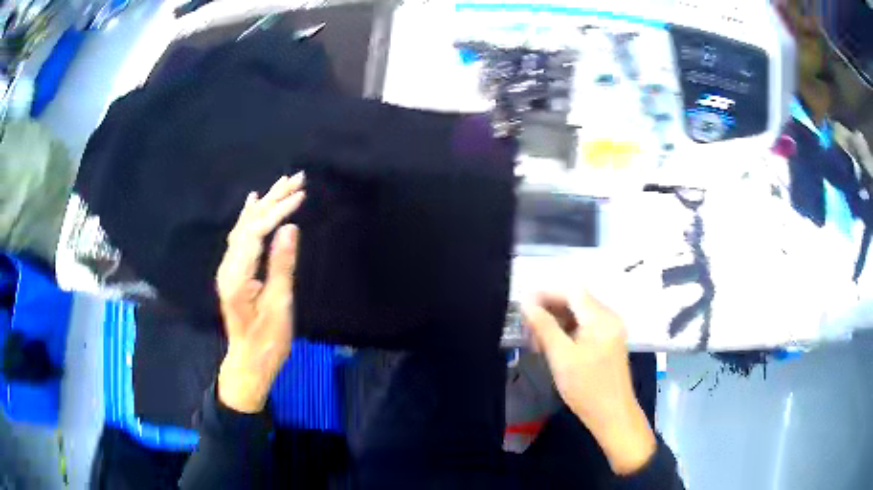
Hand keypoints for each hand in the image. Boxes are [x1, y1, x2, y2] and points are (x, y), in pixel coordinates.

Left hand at [215, 173, 304, 412]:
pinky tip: (253, 201)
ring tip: (282, 183)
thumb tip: (290, 228)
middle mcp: (228, 266)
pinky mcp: (234, 272)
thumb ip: (282, 265)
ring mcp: (229, 268)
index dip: (278, 210)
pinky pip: (240, 236)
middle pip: (248, 223)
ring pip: (244, 227)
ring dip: (264, 203)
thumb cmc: (267, 340)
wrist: (249, 361)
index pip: (256, 231)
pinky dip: (249, 216)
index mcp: (237, 275)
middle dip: (273, 198)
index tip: (301, 195)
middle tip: (296, 178)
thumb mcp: (279, 305)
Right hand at [522, 291, 655, 475]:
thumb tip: (526, 303)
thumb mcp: (561, 357)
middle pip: (576, 301)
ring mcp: (610, 330)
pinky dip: (567, 331)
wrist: (612, 415)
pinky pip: (585, 327)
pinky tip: (552, 345)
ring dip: (557, 321)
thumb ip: (544, 327)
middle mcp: (609, 318)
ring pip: (579, 315)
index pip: (572, 291)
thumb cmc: (586, 387)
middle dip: (550, 309)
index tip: (523, 306)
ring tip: (535, 338)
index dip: (546, 294)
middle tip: (526, 326)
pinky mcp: (608, 342)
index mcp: (601, 318)